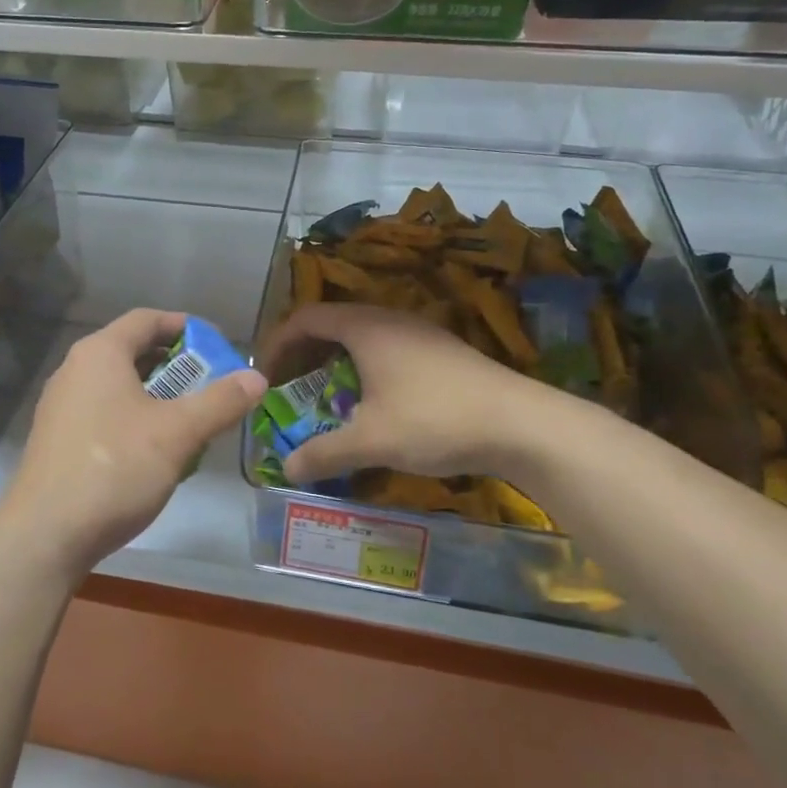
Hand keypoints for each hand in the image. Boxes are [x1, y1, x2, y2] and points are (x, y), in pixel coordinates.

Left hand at [0, 309, 265, 582]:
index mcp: (100, 353)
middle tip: (211, 385)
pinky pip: (103, 412)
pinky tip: (154, 451)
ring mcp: (60, 405)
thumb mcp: (178, 433)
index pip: (147, 319)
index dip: (186, 326)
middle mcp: (75, 369)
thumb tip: (257, 377)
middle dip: (176, 365)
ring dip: (157, 395)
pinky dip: (134, 417)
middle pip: (132, 351)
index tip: (218, 345)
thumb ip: (220, 401)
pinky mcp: (57, 439)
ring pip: (118, 385)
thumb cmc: (114, 468)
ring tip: (189, 419)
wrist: (45, 535)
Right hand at [258, 302, 552, 484]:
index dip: (278, 342)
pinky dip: (364, 369)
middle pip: (332, 324)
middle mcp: (390, 320)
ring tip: (325, 397)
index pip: (306, 318)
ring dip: (335, 362)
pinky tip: (373, 404)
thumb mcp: (372, 441)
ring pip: (362, 338)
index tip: (264, 374)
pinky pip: (387, 349)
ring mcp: (420, 333)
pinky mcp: (441, 352)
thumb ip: (324, 454)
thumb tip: (286, 470)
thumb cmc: (435, 420)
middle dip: (304, 354)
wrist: (521, 424)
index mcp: (366, 327)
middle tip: (289, 387)